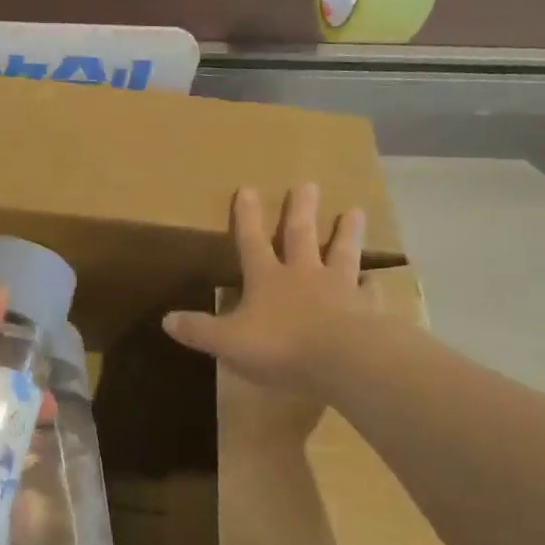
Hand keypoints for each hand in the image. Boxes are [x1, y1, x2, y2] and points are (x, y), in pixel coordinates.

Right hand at [162, 185, 374, 395]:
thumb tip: (167, 320)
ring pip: (341, 254)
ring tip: (355, 210)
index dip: (247, 217)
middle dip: (301, 210)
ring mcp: (339, 289)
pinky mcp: (368, 310)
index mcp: (267, 279)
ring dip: (346, 233)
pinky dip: (371, 285)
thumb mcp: (228, 341)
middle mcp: (303, 275)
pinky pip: (369, 292)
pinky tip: (377, 280)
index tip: (248, 188)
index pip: (252, 242)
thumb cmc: (281, 346)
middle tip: (307, 184)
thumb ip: (199, 330)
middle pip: (301, 236)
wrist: (345, 360)